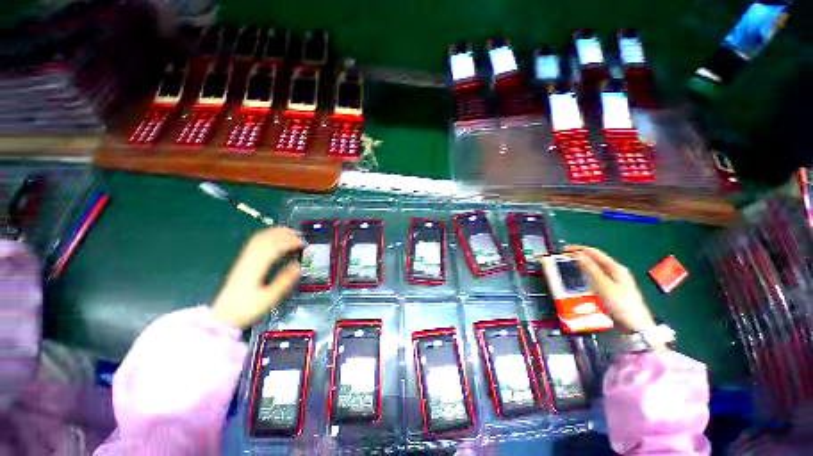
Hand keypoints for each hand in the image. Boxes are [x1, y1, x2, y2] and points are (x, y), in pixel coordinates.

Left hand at [213, 227, 303, 328]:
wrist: (222, 316)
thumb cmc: (246, 308)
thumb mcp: (269, 298)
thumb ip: (284, 281)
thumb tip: (298, 265)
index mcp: (255, 268)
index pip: (274, 248)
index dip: (290, 242)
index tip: (303, 243)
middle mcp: (249, 259)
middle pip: (266, 239)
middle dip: (284, 234)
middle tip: (300, 236)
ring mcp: (244, 259)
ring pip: (259, 238)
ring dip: (275, 232)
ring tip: (290, 232)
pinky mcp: (242, 261)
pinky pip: (254, 242)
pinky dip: (266, 236)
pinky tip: (274, 237)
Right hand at [565, 245, 655, 333]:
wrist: (636, 326)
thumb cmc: (621, 304)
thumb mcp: (604, 286)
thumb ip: (591, 269)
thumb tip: (579, 254)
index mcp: (616, 268)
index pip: (595, 253)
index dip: (579, 249)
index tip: (564, 249)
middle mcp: (617, 272)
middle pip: (596, 260)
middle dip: (580, 257)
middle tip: (565, 258)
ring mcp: (616, 281)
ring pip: (596, 269)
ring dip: (583, 266)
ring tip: (570, 267)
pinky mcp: (613, 290)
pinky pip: (597, 278)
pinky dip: (587, 275)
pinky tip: (581, 279)